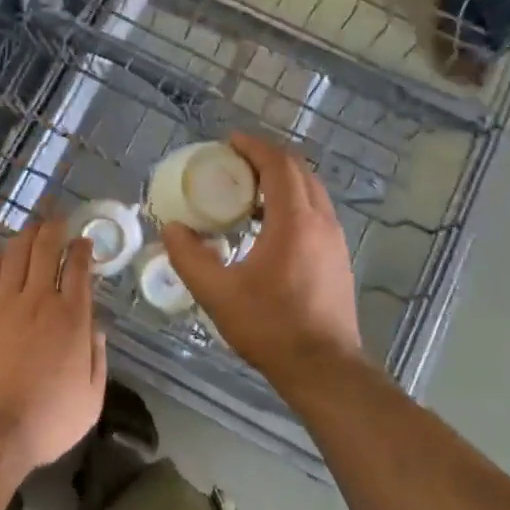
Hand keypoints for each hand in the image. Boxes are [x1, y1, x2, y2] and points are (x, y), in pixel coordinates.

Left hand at [0, 216, 106, 472]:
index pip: (78, 269)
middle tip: (57, 217)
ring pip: (16, 254)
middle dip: (54, 228)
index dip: (82, 249)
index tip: (84, 241)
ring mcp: (4, 303)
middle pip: (46, 249)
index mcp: (72, 318)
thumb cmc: (45, 421)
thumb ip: (97, 360)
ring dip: (26, 235)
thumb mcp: (90, 400)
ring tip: (32, 226)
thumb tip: (97, 330)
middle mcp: (39, 300)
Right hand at [163, 134, 365, 387]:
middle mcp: (321, 221)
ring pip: (311, 191)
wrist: (324, 368)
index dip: (254, 147)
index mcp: (295, 221)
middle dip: (267, 158)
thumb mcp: (218, 293)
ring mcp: (335, 240)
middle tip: (234, 162)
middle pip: (299, 171)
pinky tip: (268, 225)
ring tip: (247, 189)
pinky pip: (315, 212)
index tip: (229, 142)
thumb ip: (189, 257)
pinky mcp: (338, 258)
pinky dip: (292, 202)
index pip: (278, 165)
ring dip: (281, 180)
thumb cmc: (271, 327)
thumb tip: (171, 229)